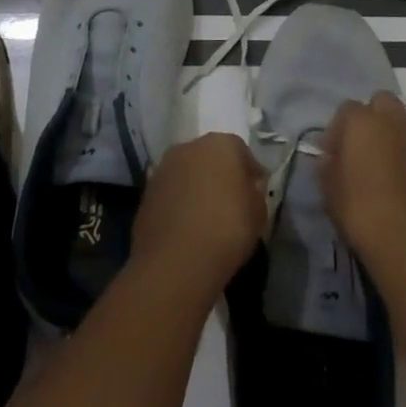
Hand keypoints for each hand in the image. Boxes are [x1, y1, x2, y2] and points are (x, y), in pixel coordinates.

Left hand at [132, 133, 267, 297]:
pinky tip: (185, 227)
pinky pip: (171, 192)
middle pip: (211, 157)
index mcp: (222, 143)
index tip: (255, 194)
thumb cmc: (226, 231)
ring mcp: (164, 166)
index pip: (242, 152)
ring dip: (196, 187)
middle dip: (220, 176)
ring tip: (205, 218)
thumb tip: (248, 188)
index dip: (250, 174)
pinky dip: (178, 203)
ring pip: (188, 173)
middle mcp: (190, 146)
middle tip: (230, 204)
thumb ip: (255, 193)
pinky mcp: (147, 190)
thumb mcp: (258, 214)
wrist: (174, 262)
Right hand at [319, 93, 405, 282]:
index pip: (347, 109)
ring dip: (400, 139)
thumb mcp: (329, 191)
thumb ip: (328, 164)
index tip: (335, 154)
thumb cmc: (363, 215)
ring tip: (393, 172)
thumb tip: (332, 156)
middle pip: (384, 103)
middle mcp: (397, 121)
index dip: (340, 130)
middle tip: (367, 151)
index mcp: (363, 121)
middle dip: (374, 119)